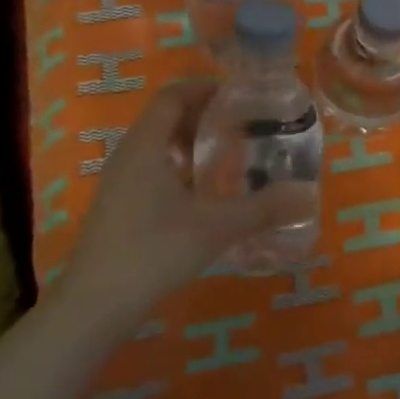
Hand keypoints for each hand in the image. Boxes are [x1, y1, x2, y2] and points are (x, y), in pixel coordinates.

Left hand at [60, 83, 293, 314]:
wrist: (93, 307)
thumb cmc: (153, 251)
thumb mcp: (215, 227)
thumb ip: (261, 208)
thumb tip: (307, 196)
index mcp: (146, 145)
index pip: (173, 96)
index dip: (206, 90)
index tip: (240, 99)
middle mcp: (128, 155)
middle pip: (165, 118)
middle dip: (204, 118)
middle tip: (243, 129)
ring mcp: (117, 183)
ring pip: (157, 146)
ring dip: (191, 145)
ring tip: (227, 160)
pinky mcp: (116, 207)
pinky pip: (150, 170)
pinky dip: (178, 169)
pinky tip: (201, 197)